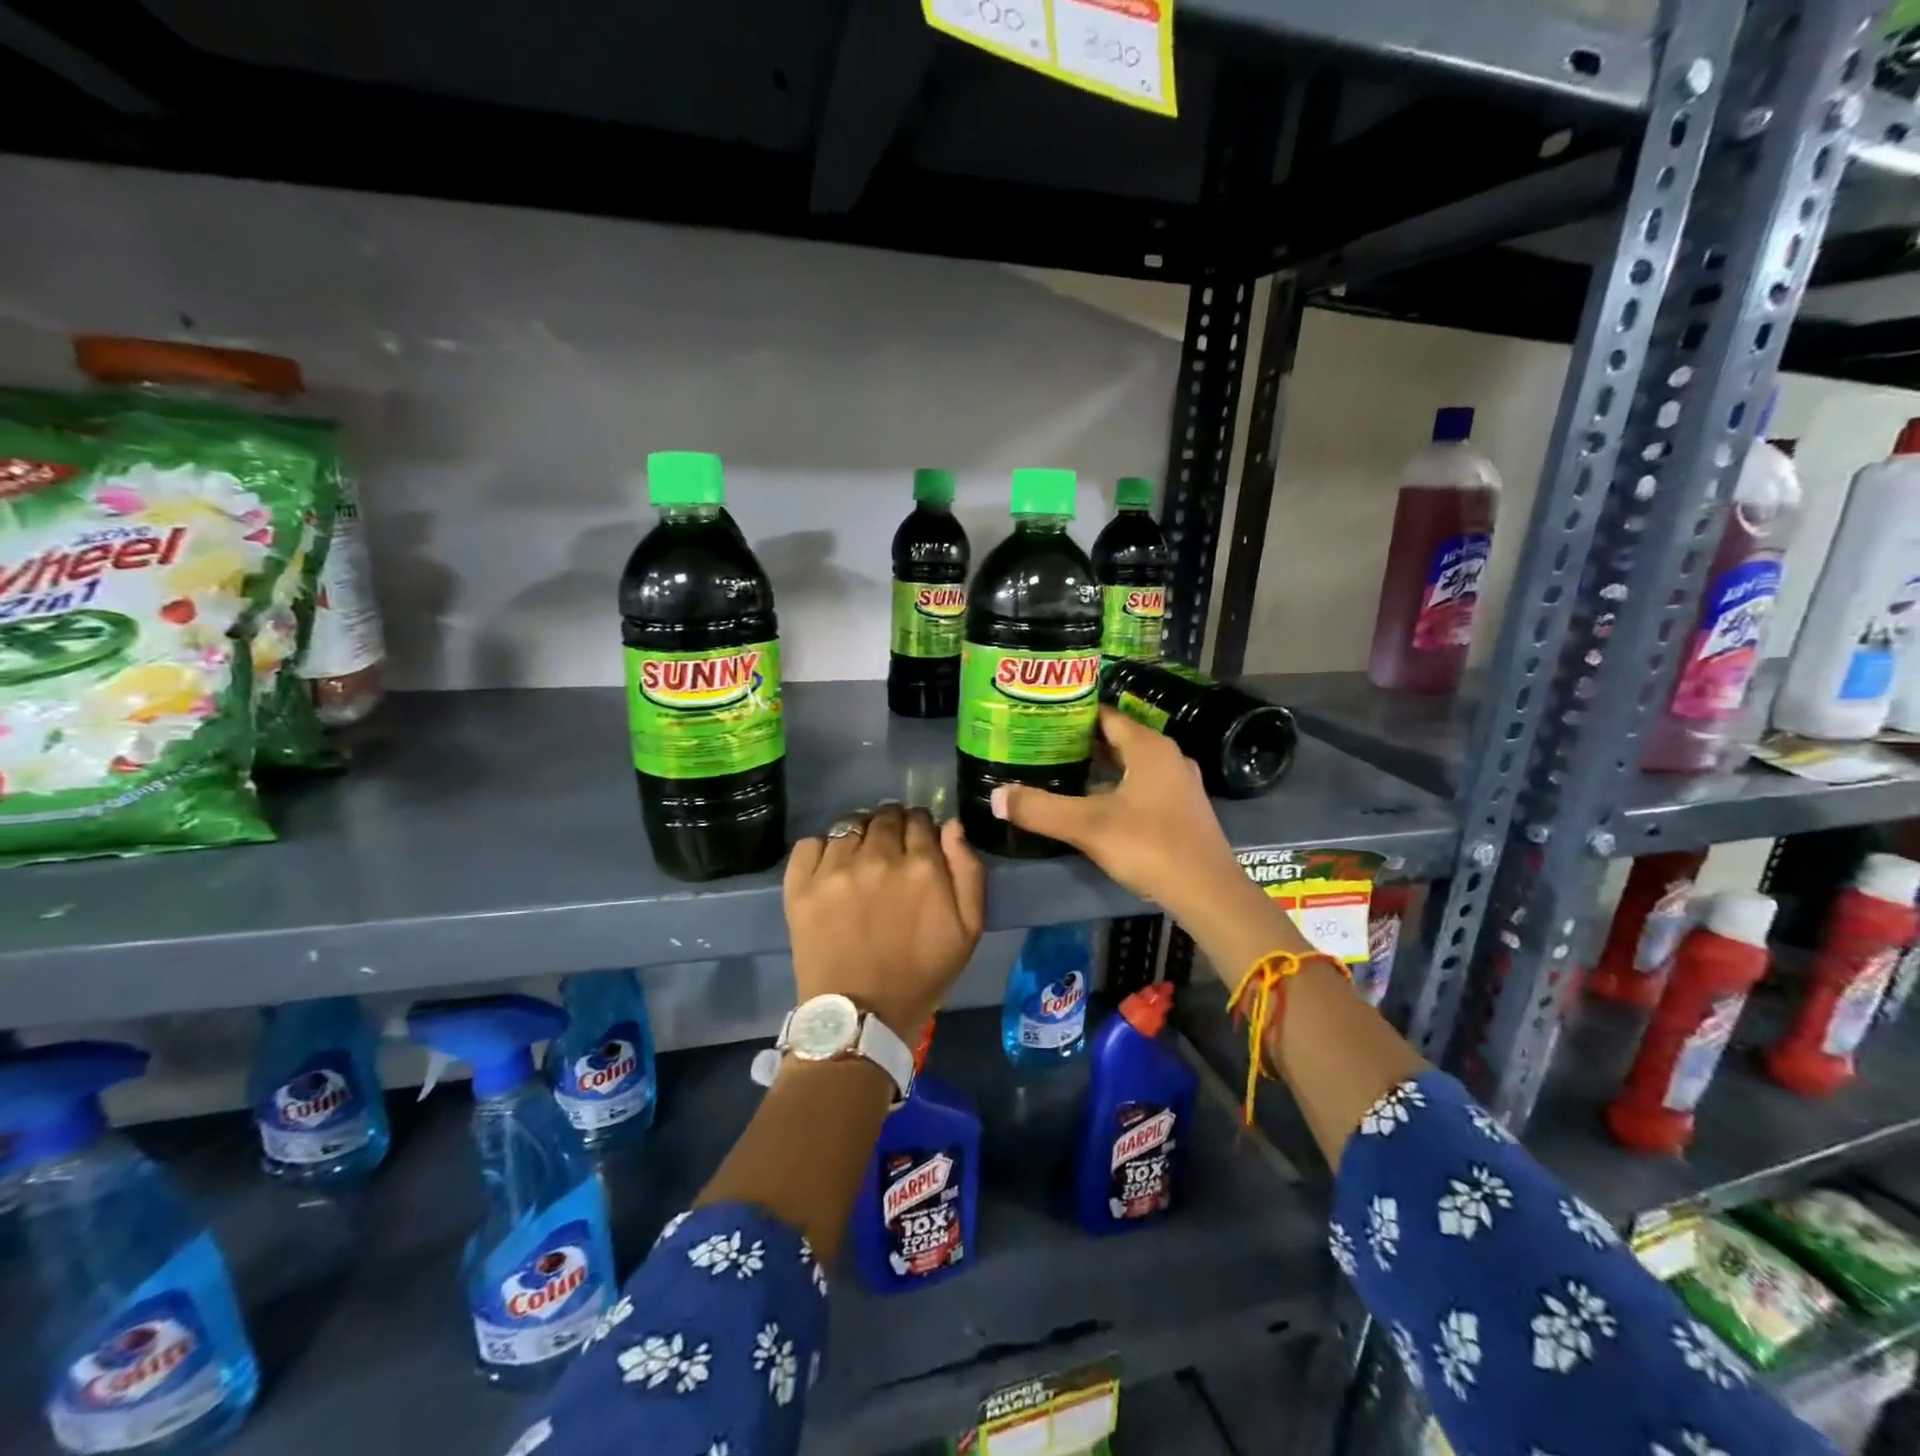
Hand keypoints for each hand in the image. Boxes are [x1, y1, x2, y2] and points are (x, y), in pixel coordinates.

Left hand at [784, 802, 986, 1040]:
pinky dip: (822, 848)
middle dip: (891, 825)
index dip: (921, 827)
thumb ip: (968, 871)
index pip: (920, 819)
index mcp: (921, 866)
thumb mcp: (968, 930)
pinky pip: (810, 843)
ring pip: (849, 825)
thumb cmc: (921, 976)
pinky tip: (830, 866)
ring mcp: (834, 869)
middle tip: (890, 850)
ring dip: (859, 834)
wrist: (860, 1018)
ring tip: (859, 857)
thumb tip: (950, 825)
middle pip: (884, 816)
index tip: (917, 843)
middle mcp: (877, 857)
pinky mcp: (801, 885)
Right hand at [990, 707, 1245, 920]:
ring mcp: (1178, 785)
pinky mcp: (1182, 811)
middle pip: (1117, 740)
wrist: (1208, 892)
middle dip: (1080, 743)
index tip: (1040, 721)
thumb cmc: (1149, 846)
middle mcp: (1167, 757)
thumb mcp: (1088, 827)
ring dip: (1098, 768)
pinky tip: (1092, 805)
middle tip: (1041, 747)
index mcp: (1148, 747)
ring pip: (1130, 765)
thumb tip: (996, 796)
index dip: (1072, 716)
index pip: (1105, 716)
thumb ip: (1040, 809)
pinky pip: (1142, 787)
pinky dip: (1116, 788)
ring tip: (1059, 773)